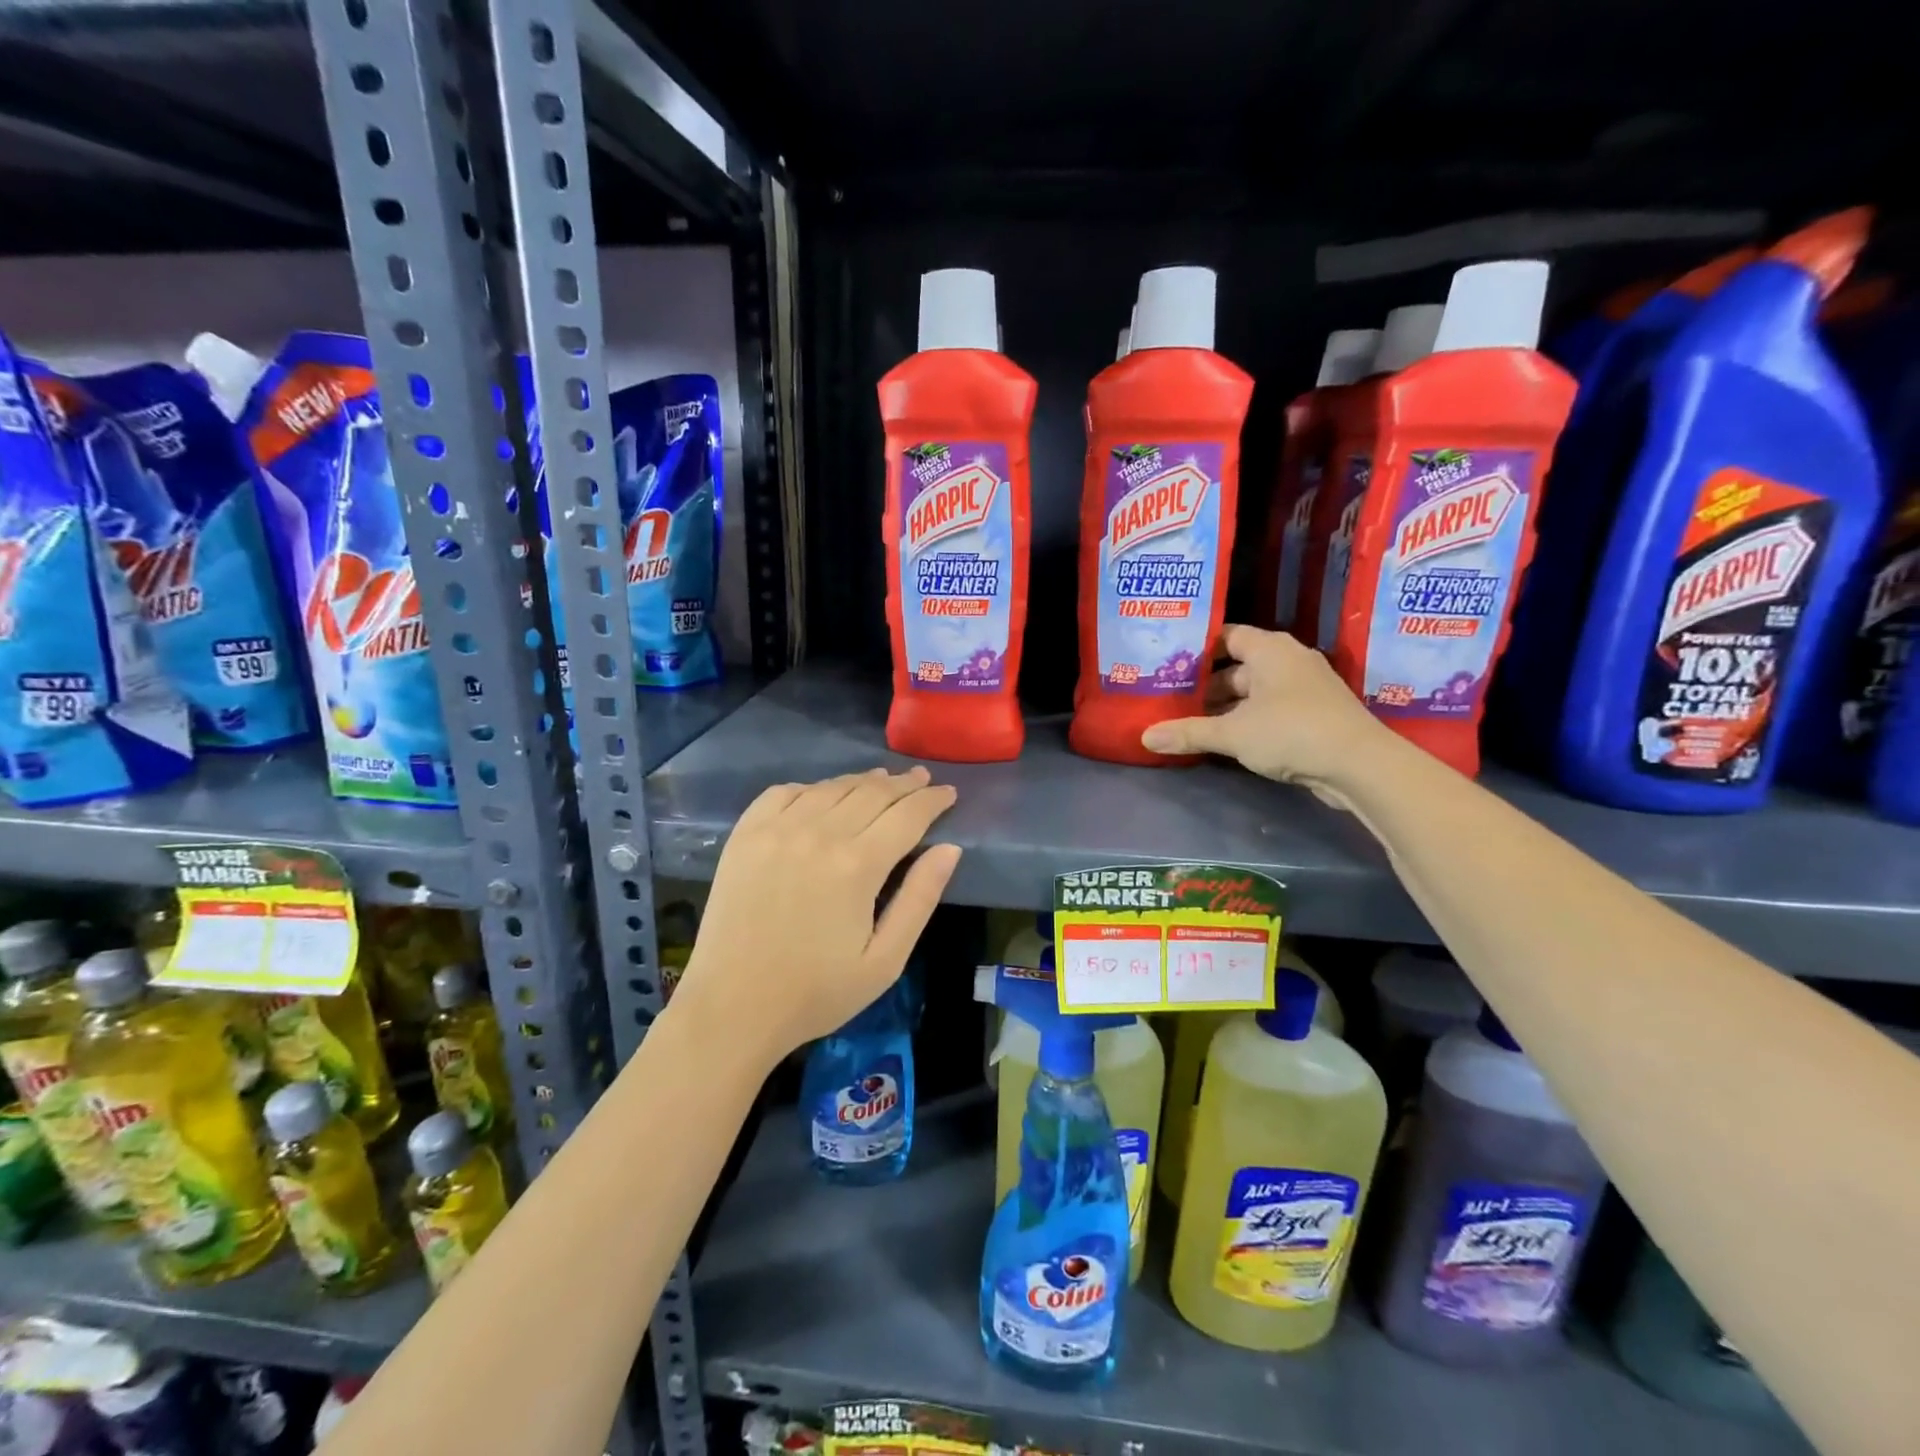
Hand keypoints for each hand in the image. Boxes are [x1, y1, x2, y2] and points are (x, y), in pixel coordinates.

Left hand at [676, 767, 960, 1063]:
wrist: (732, 1007)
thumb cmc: (817, 993)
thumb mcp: (885, 961)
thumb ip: (920, 899)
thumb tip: (950, 849)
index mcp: (857, 865)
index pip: (907, 815)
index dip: (932, 800)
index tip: (948, 792)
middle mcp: (818, 834)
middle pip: (872, 792)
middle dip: (903, 784)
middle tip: (922, 779)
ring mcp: (777, 830)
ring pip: (831, 787)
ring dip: (862, 781)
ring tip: (881, 782)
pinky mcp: (745, 835)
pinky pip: (784, 793)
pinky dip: (812, 788)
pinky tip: (822, 795)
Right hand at [1140, 624, 1391, 791]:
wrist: (1360, 764)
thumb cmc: (1291, 732)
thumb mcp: (1232, 733)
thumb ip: (1188, 732)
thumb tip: (1145, 737)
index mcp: (1270, 649)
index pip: (1227, 636)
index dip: (1198, 649)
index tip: (1170, 664)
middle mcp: (1289, 660)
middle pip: (1239, 666)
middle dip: (1208, 685)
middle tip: (1174, 700)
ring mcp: (1306, 687)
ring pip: (1256, 691)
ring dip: (1228, 707)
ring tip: (1194, 723)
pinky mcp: (1316, 714)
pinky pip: (1272, 708)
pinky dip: (1250, 719)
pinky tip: (1229, 740)